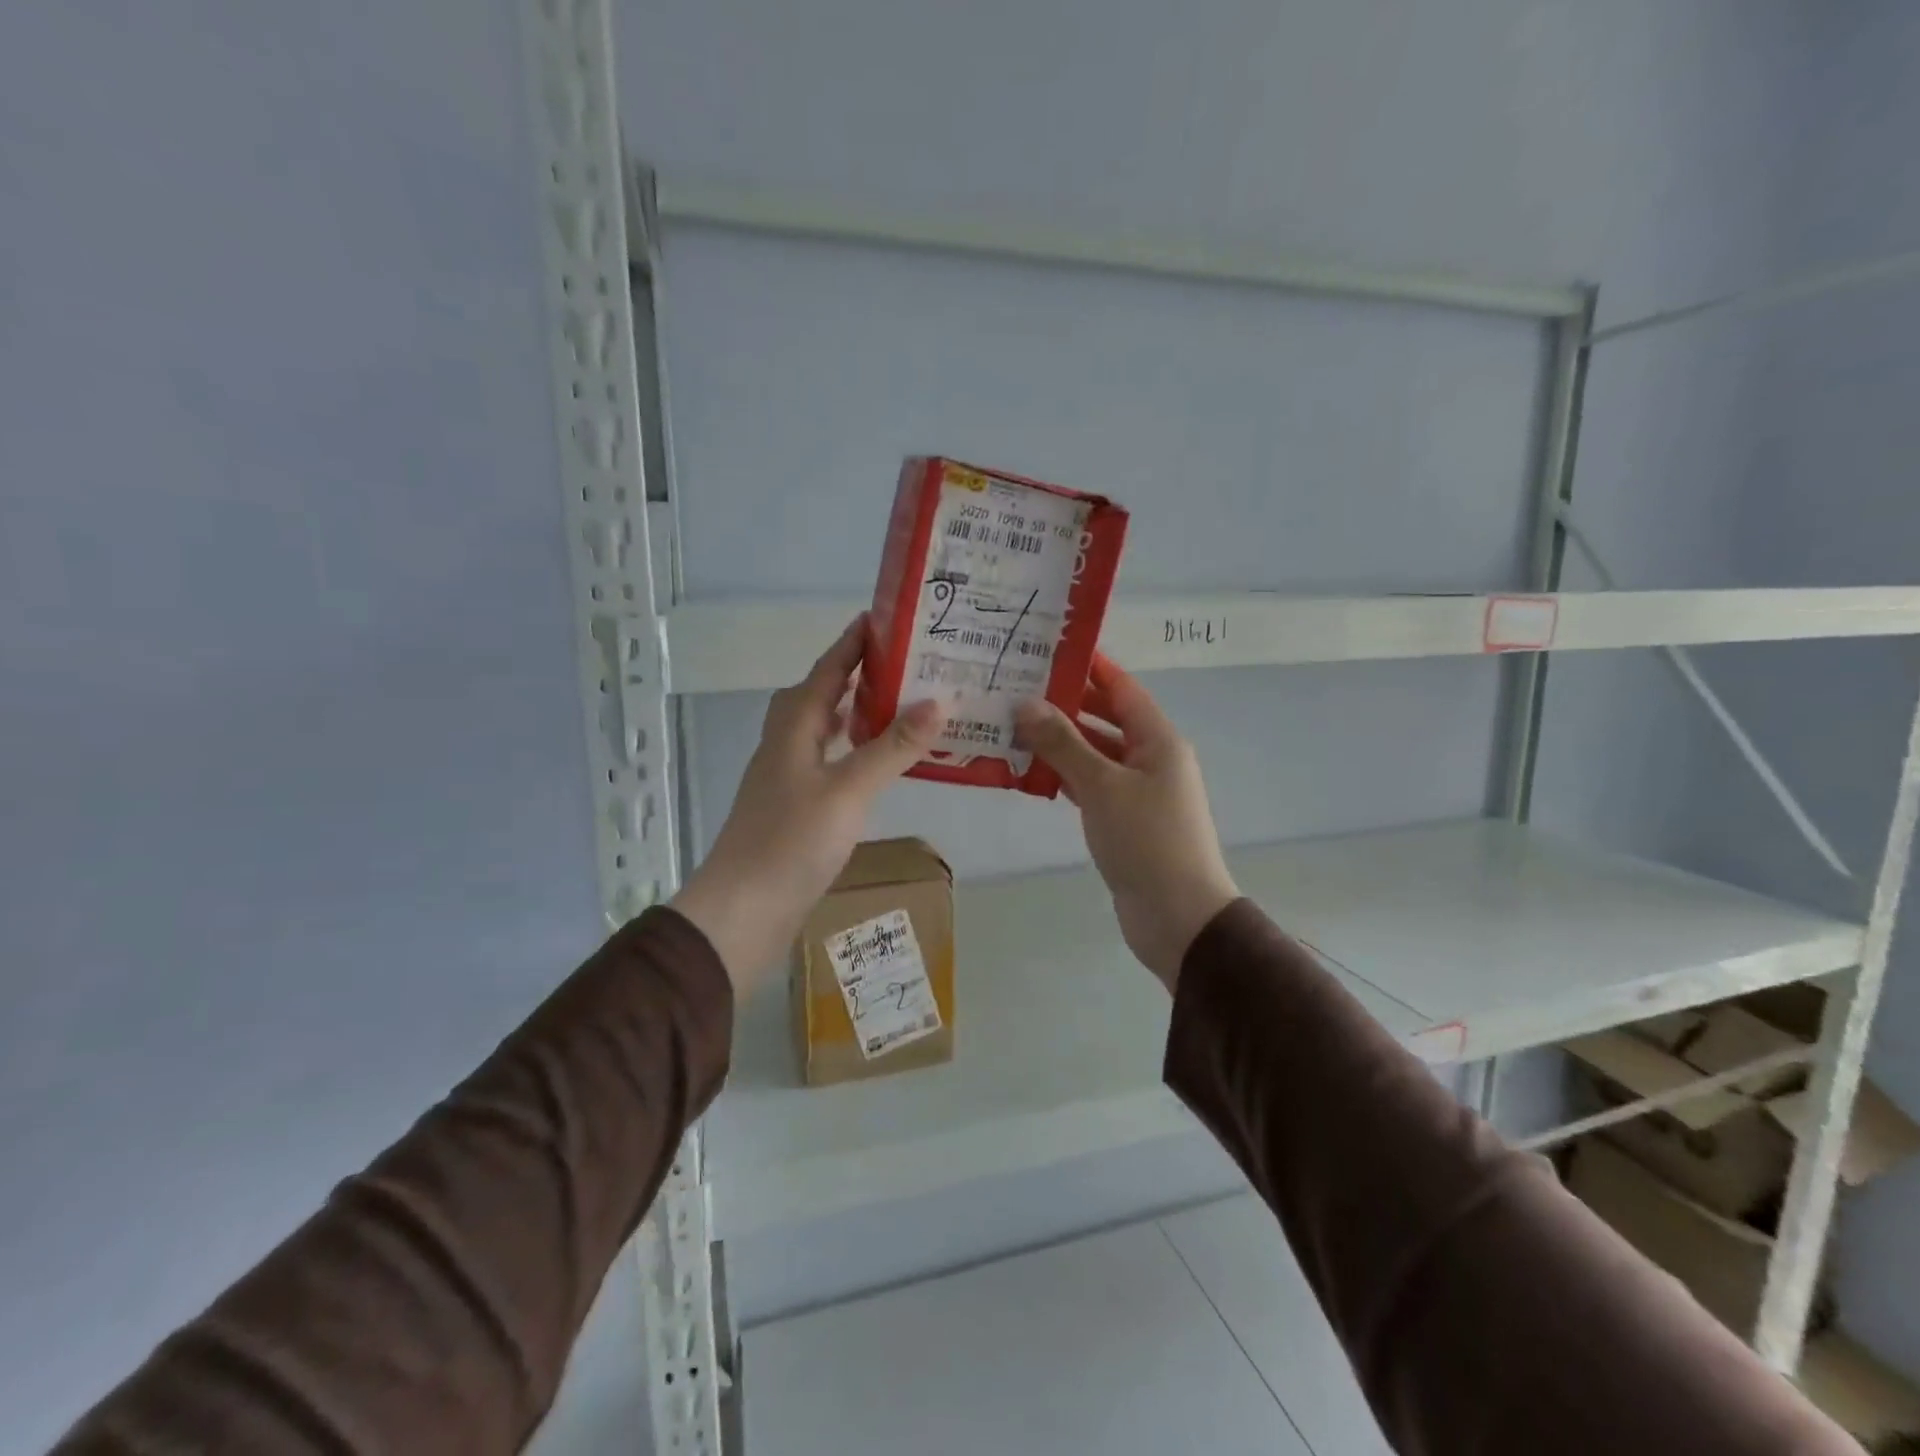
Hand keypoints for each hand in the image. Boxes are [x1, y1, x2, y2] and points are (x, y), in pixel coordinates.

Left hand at [670, 617, 945, 994]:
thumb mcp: (848, 790)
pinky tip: (873, 766)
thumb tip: (938, 701)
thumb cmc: (791, 842)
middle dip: (854, 675)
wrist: (743, 911)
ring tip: (895, 705)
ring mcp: (786, 779)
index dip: (851, 643)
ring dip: (853, 713)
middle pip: (818, 696)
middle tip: (901, 664)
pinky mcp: (793, 809)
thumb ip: (892, 746)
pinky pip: (827, 763)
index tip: (882, 617)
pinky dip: (851, 752)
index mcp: (793, 729)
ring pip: (821, 731)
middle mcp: (785, 745)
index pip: (826, 671)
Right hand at [1014, 655, 1237, 990]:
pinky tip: (1030, 772)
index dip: (1089, 666)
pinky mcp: (1124, 820)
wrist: (1177, 916)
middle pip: (1106, 719)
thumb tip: (1026, 704)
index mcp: (1158, 740)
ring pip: (1095, 754)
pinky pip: (1091, 786)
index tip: (1048, 648)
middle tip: (1017, 688)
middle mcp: (1151, 758)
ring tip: (1013, 725)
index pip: (1121, 688)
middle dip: (1066, 704)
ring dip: (1061, 743)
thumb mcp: (1102, 786)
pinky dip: (1065, 777)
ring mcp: (1138, 791)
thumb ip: (1063, 744)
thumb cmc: (1146, 840)